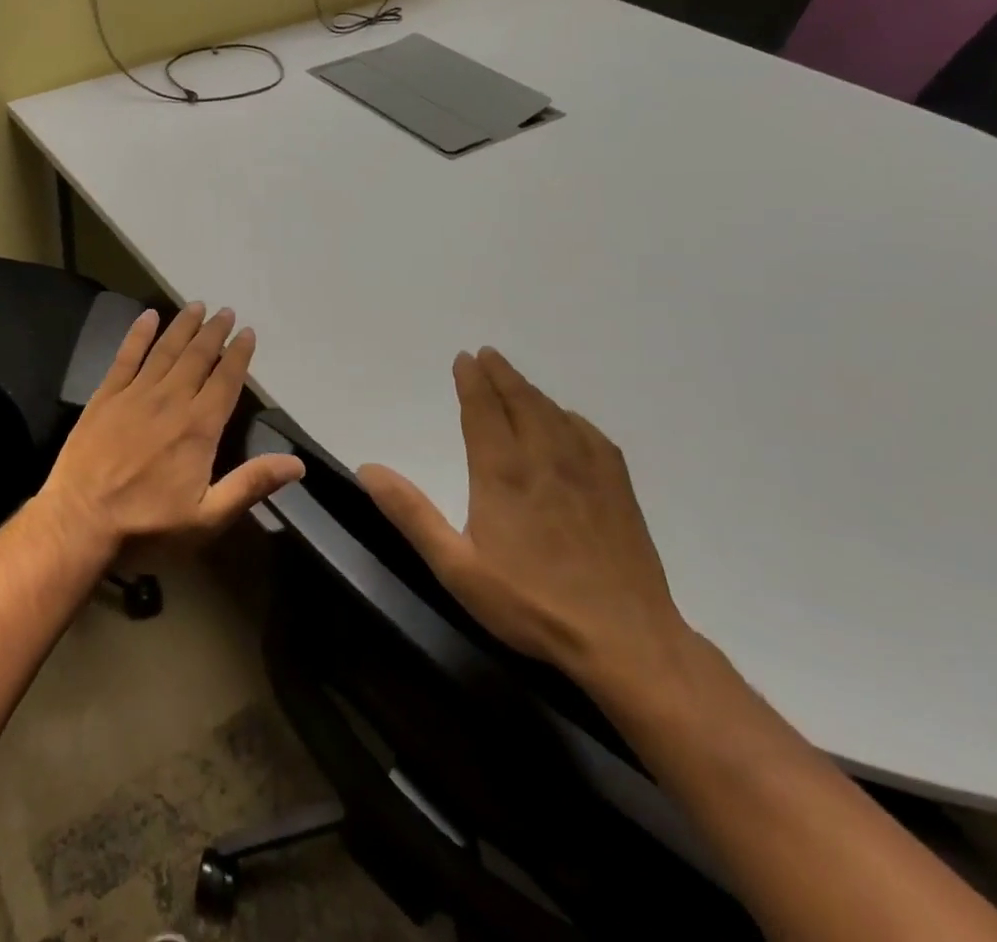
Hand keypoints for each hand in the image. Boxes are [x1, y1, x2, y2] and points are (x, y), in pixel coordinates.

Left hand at [41, 303, 304, 554]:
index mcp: (198, 428)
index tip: (248, 332)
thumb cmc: (148, 525)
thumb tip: (297, 463)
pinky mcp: (105, 396)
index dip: (238, 356)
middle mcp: (170, 401)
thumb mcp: (207, 518)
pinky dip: (138, 334)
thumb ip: (250, 485)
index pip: (225, 381)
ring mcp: (135, 395)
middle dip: (214, 333)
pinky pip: (126, 357)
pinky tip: (147, 316)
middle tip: (225, 311)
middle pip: (197, 358)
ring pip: (165, 351)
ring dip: (182, 326)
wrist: (80, 521)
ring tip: (196, 305)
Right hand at [357, 348, 692, 694]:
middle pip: (521, 401)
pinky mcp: (618, 492)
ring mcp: (586, 473)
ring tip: (516, 380)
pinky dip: (571, 418)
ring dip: (531, 391)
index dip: (472, 381)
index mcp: (502, 472)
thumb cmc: (531, 604)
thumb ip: (412, 515)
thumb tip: (368, 469)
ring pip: (555, 414)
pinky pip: (591, 437)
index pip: (483, 410)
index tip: (464, 359)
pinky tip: (568, 421)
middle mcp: (544, 459)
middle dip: (501, 375)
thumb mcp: (457, 567)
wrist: (628, 642)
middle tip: (487, 355)